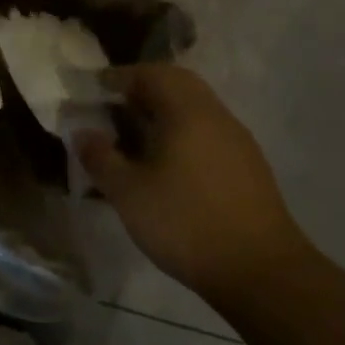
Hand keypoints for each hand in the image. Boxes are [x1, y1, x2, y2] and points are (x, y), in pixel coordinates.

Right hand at [75, 65, 309, 304]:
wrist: (261, 271)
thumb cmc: (186, 223)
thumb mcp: (129, 193)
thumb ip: (101, 158)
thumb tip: (83, 133)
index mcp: (186, 111)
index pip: (150, 73)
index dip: (118, 77)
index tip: (93, 89)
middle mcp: (215, 114)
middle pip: (177, 84)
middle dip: (142, 90)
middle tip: (113, 109)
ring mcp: (237, 140)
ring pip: (195, 109)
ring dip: (164, 114)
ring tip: (135, 140)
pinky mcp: (248, 165)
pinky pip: (208, 133)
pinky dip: (183, 134)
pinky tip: (168, 167)